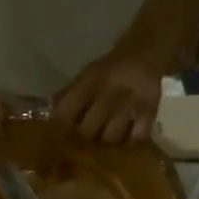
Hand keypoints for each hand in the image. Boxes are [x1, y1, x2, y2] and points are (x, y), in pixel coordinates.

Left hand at [51, 37, 166, 143]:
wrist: (146, 53)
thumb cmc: (110, 71)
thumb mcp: (87, 75)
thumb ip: (68, 95)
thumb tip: (48, 117)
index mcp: (91, 80)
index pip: (67, 109)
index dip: (59, 128)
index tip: (55, 140)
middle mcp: (110, 90)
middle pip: (88, 130)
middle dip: (82, 140)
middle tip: (82, 145)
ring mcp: (131, 102)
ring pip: (111, 137)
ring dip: (105, 143)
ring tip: (104, 142)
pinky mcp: (150, 110)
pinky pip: (136, 137)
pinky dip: (129, 142)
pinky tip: (125, 140)